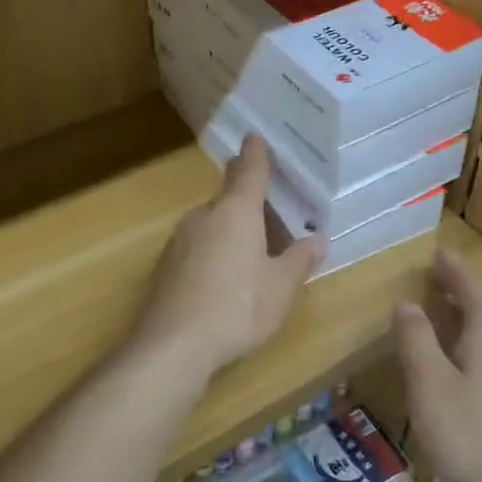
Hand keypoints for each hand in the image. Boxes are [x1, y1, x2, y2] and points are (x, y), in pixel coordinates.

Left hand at [134, 135, 320, 376]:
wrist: (173, 346)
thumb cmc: (237, 308)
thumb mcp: (281, 288)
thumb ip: (299, 260)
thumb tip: (317, 240)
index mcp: (236, 212)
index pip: (249, 171)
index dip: (256, 154)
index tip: (255, 136)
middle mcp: (204, 216)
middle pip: (229, 199)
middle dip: (249, 203)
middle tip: (274, 216)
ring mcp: (179, 240)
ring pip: (212, 224)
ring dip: (232, 230)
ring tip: (254, 254)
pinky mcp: (165, 266)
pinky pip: (197, 246)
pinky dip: (214, 251)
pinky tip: (224, 280)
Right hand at [395, 249, 481, 481]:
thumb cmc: (470, 435)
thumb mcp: (429, 385)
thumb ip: (416, 339)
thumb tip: (406, 303)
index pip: (471, 284)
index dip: (452, 267)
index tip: (436, 253)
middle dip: (465, 286)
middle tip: (439, 278)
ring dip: (478, 310)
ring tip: (452, 310)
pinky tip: (475, 355)